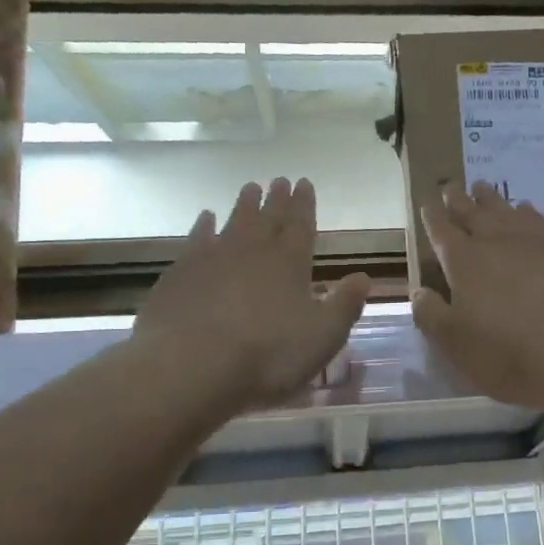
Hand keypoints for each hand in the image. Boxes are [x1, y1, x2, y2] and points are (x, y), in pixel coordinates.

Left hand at [139, 178, 371, 410]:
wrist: (190, 365)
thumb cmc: (268, 354)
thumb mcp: (323, 336)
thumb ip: (345, 305)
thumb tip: (363, 277)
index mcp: (290, 262)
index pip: (301, 224)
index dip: (304, 204)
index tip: (304, 183)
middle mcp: (252, 250)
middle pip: (268, 218)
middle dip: (277, 199)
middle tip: (280, 180)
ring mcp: (212, 258)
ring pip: (233, 222)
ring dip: (243, 205)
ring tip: (250, 187)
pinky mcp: (180, 273)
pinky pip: (196, 240)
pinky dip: (203, 227)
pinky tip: (205, 219)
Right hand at [410, 183, 543, 413]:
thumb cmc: (510, 354)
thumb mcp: (456, 345)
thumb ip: (432, 315)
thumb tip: (418, 292)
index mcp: (465, 263)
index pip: (442, 232)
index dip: (433, 218)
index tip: (427, 203)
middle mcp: (499, 243)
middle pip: (474, 213)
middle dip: (460, 200)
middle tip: (452, 185)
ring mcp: (537, 243)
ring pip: (508, 211)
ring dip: (492, 200)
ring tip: (484, 189)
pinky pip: (540, 222)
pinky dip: (527, 212)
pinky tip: (527, 211)